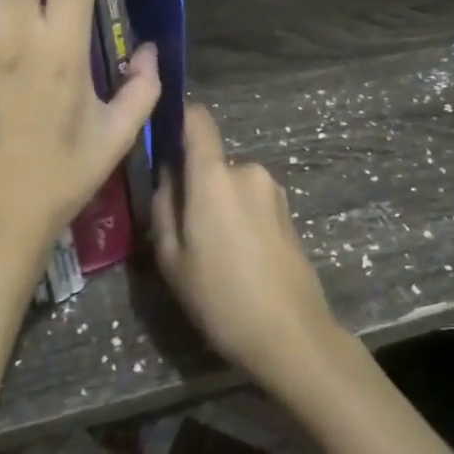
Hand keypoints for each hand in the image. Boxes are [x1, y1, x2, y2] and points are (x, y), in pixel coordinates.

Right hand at [152, 102, 343, 392]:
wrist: (291, 335)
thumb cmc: (221, 297)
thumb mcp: (172, 258)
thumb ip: (163, 205)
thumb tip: (167, 174)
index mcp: (215, 176)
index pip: (198, 120)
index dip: (179, 119)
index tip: (162, 137)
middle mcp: (248, 171)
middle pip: (211, 162)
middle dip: (195, 185)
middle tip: (183, 230)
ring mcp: (273, 191)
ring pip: (231, 185)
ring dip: (218, 204)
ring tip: (212, 252)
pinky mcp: (288, 212)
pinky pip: (251, 201)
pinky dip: (238, 218)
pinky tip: (238, 259)